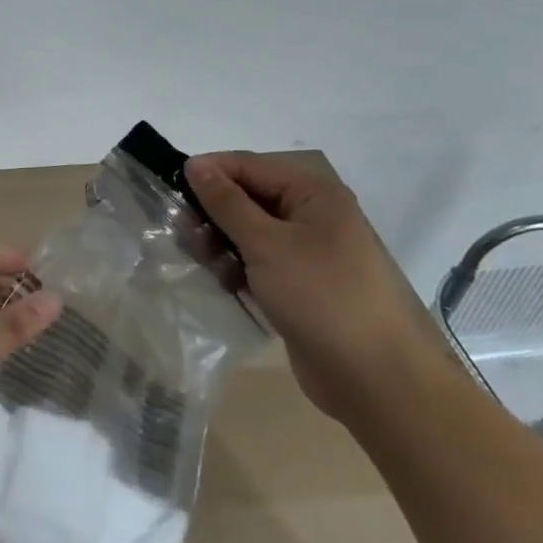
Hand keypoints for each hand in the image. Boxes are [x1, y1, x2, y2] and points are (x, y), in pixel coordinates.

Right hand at [184, 152, 456, 425]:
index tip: (168, 185)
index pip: (248, 165)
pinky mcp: (298, 284)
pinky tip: (226, 284)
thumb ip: (227, 202)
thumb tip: (194, 164)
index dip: (209, 171)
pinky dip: (237, 268)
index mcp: (313, 193)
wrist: (374, 378)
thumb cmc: (321, 297)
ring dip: (221, 243)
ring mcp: (305, 252)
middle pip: (247, 197)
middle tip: (183, 232)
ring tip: (207, 264)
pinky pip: (257, 261)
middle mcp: (311, 215)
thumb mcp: (267, 244)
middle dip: (213, 212)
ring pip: (248, 232)